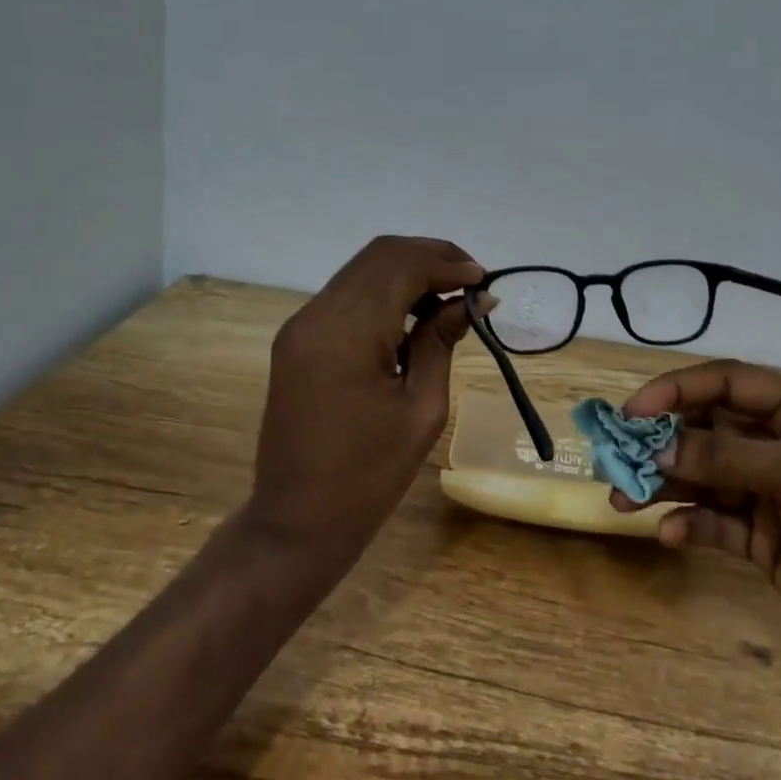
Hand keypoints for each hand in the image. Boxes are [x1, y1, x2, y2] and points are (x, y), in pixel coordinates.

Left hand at [249, 235, 484, 563]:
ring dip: (408, 270)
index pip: (401, 267)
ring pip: (362, 269)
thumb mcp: (422, 410)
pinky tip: (414, 312)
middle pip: (379, 255)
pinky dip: (385, 290)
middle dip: (430, 257)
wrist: (296, 523)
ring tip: (450, 295)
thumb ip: (442, 342)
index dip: (447, 264)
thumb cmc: (368, 478)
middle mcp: (316, 315)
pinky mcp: (298, 338)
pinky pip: (347, 294)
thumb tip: (475, 300)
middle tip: (471, 279)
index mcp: (346, 334)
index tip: (484, 280)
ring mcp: (301, 324)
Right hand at [611, 359, 780, 705]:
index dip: (677, 390)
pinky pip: (717, 519)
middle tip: (617, 458)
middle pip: (711, 426)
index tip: (631, 412)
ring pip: (706, 474)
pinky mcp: (766, 538)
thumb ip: (727, 455)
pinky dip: (691, 522)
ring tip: (621, 500)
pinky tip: (669, 534)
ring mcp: (775, 492)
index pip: (730, 381)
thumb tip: (658, 447)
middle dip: (664, 441)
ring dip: (665, 483)